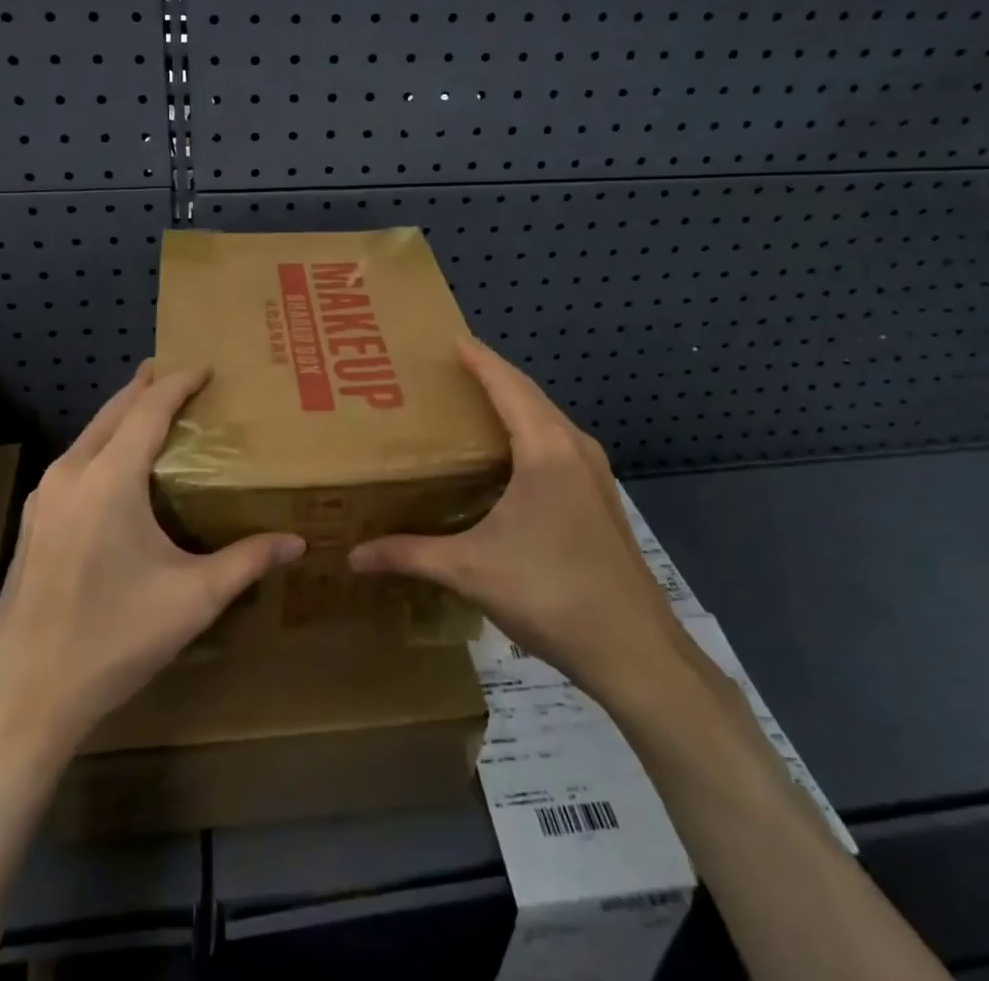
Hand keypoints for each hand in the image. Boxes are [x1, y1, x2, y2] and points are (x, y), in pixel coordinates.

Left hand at [0, 361, 306, 756]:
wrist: (21, 697)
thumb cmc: (112, 639)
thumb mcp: (192, 599)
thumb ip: (247, 562)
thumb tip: (298, 543)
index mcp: (109, 479)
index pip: (149, 409)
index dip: (179, 383)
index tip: (207, 367)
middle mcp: (71, 474)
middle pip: (114, 411)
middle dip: (147, 386)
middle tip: (180, 374)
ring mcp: (44, 498)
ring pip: (90, 434)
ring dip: (123, 414)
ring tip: (153, 409)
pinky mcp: (33, 522)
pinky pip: (75, 460)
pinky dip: (103, 443)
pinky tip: (118, 467)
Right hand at [350, 339, 690, 709]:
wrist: (635, 651)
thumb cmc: (550, 593)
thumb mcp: (470, 570)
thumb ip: (410, 555)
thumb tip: (353, 557)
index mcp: (546, 449)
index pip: (507, 385)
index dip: (478, 359)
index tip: (451, 338)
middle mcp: (575, 449)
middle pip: (530, 395)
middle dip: (493, 376)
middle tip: (451, 368)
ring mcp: (595, 474)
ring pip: (548, 420)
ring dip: (514, 404)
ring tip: (474, 404)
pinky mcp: (601, 499)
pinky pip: (558, 445)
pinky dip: (530, 432)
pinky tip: (509, 458)